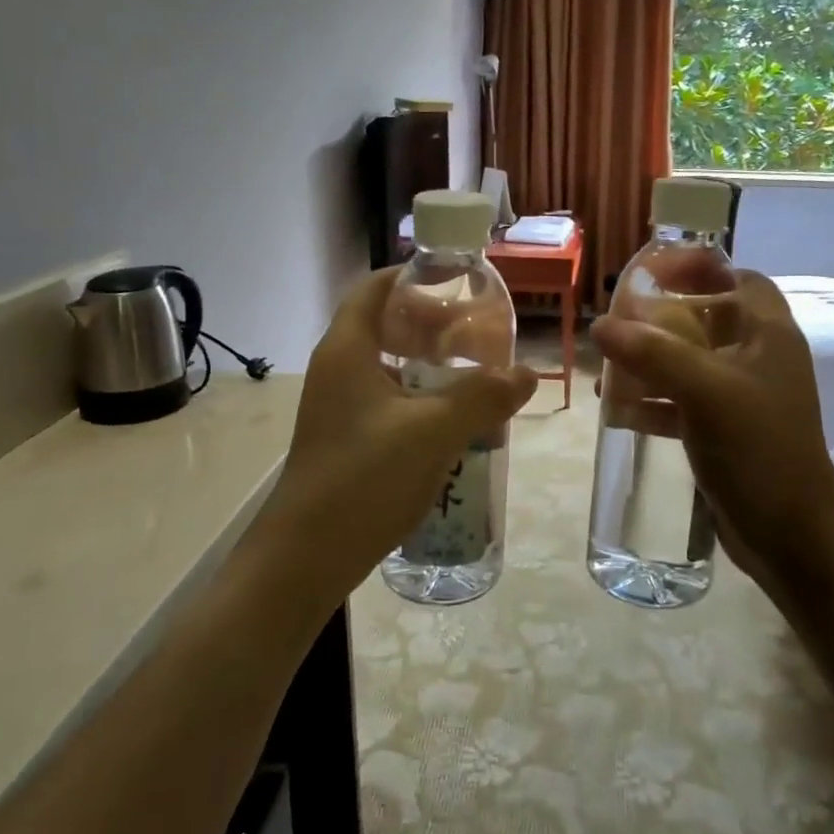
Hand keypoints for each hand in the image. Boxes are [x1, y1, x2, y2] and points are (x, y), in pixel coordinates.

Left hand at [260, 269, 537, 598]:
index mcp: (348, 350)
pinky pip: (389, 400)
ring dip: (430, 364)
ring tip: (474, 372)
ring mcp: (339, 407)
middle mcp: (338, 369)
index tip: (459, 281)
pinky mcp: (347, 439)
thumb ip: (483, 397)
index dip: (415, 276)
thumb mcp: (433, 431)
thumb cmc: (364, 478)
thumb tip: (526, 374)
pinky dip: (421, 397)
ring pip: (389, 366)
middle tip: (478, 331)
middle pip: (386, 324)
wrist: (306, 557)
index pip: (377, 287)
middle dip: (433, 323)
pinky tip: (453, 420)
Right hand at [590, 272, 833, 613]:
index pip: (741, 279)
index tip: (655, 274)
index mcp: (769, 335)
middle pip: (709, 320)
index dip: (702, 269)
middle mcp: (760, 359)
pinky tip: (619, 412)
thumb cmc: (759, 449)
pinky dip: (655, 402)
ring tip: (608, 371)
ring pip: (692, 363)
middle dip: (663, 320)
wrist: (793, 536)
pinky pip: (685, 403)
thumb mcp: (706, 391)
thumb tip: (601, 325)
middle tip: (620, 323)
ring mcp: (744, 398)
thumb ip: (654, 353)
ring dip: (652, 363)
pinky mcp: (728, 432)